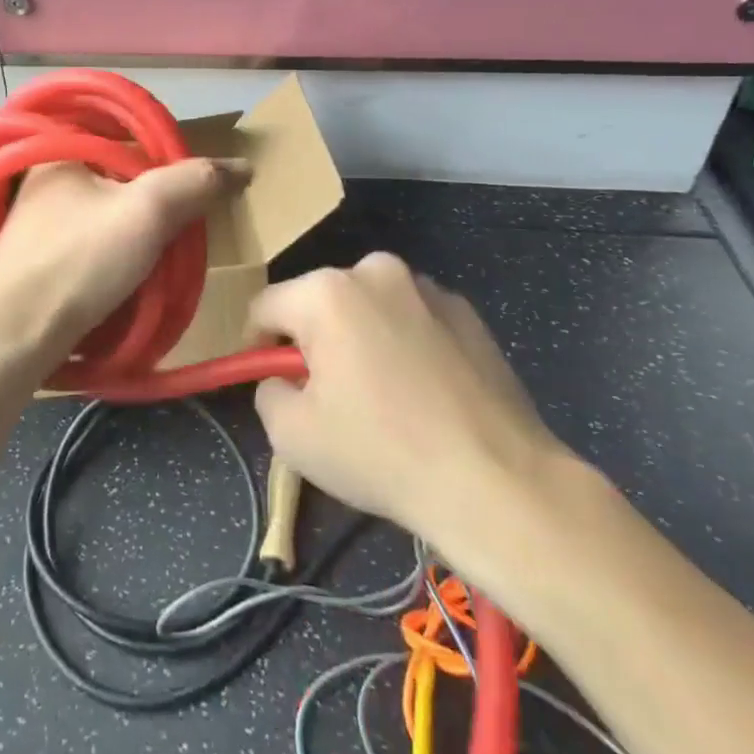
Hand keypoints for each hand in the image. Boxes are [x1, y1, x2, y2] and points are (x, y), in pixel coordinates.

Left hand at [0, 158, 246, 379]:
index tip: (195, 197)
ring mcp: (37, 218)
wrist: (12, 341)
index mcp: (62, 149)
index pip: (134, 139)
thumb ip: (196, 182)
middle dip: (158, 206)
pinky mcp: (38, 255)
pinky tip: (130, 277)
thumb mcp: (148, 212)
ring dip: (141, 235)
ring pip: (112, 214)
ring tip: (161, 261)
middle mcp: (45, 176)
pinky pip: (94, 241)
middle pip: (124, 179)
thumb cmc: (78, 263)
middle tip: (181, 235)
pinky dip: (118, 253)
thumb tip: (242, 167)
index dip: (172, 164)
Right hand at [250, 253, 587, 596]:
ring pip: (368, 307)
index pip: (266, 306)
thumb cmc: (381, 452)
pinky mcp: (467, 313)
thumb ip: (267, 392)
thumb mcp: (292, 436)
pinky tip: (422, 393)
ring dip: (360, 337)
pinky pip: (412, 319)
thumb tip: (283, 380)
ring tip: (380, 395)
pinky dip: (404, 343)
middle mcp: (376, 272)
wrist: (496, 481)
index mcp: (327, 293)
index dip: (256, 345)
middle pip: (320, 302)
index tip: (269, 381)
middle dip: (313, 340)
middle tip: (326, 394)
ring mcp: (428, 288)